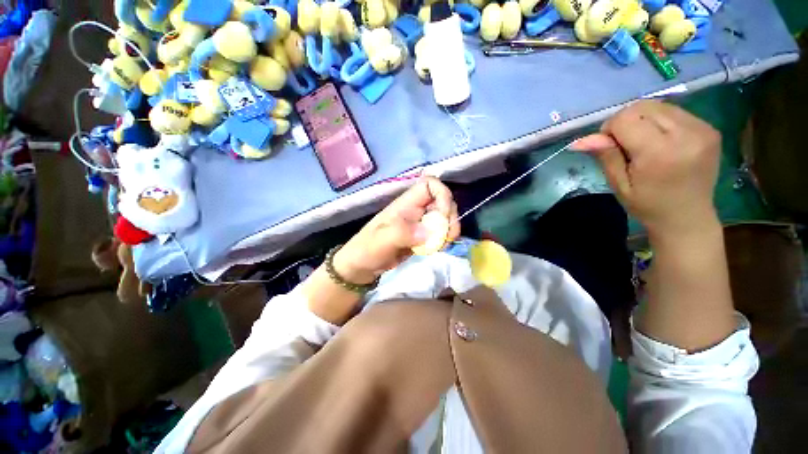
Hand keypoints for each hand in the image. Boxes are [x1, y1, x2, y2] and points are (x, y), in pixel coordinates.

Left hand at [334, 177, 459, 283]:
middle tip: (446, 237)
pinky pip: (441, 232)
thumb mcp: (380, 241)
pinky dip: (444, 239)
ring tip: (441, 245)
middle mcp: (416, 209)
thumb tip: (428, 233)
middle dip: (450, 217)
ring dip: (449, 230)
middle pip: (443, 201)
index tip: (442, 216)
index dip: (442, 195)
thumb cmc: (367, 250)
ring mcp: (420, 223)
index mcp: (405, 204)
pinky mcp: (423, 236)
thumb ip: (401, 234)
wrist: (362, 266)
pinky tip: (437, 249)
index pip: (430, 184)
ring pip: (445, 217)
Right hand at [573, 101, 721, 238]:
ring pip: (659, 106)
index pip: (626, 118)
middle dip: (626, 121)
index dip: (610, 128)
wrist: (688, 218)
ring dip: (643, 119)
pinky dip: (660, 121)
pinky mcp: (710, 128)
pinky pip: (675, 112)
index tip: (609, 146)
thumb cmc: (648, 205)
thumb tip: (581, 140)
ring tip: (643, 143)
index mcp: (660, 152)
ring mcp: (702, 129)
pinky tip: (661, 141)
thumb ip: (605, 156)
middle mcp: (686, 134)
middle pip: (643, 106)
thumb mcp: (619, 185)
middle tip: (624, 144)